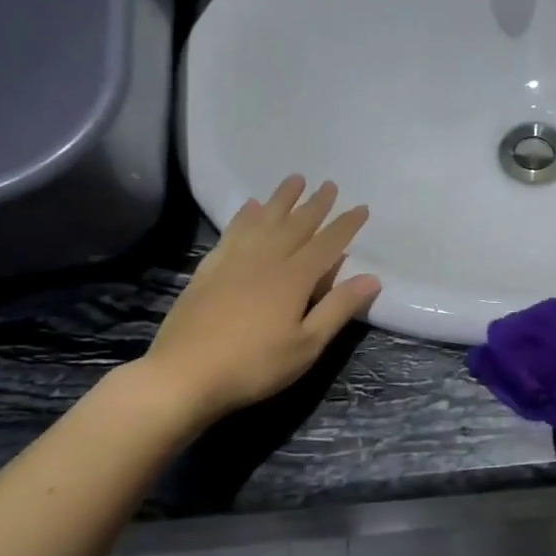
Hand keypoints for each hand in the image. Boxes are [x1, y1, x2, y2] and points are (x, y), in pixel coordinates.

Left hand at [129, 176, 379, 434]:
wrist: (184, 375)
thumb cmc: (254, 365)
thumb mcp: (307, 345)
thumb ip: (338, 308)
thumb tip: (372, 278)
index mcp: (293, 278)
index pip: (327, 244)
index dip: (345, 225)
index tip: (361, 207)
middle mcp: (265, 260)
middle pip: (295, 225)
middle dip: (315, 205)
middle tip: (329, 184)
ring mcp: (233, 262)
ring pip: (263, 221)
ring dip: (281, 200)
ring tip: (294, 180)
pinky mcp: (209, 271)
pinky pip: (231, 233)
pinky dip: (244, 217)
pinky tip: (249, 208)